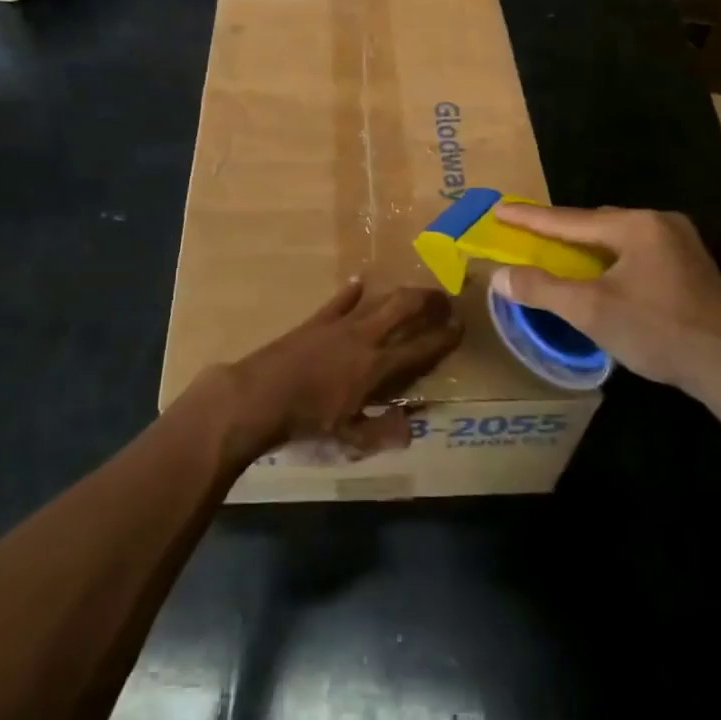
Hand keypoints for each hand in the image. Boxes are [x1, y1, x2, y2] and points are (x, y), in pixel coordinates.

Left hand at [223, 281, 457, 458]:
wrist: (259, 395)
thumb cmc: (306, 421)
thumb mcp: (348, 438)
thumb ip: (382, 431)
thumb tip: (413, 428)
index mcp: (376, 367)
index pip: (420, 348)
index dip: (444, 337)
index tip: (461, 326)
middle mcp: (364, 338)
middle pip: (404, 307)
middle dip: (428, 300)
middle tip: (444, 298)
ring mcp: (339, 324)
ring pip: (378, 300)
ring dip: (399, 294)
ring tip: (413, 292)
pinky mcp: (316, 320)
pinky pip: (340, 301)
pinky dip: (351, 292)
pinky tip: (359, 282)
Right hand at [492, 204, 720, 404]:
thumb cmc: (657, 332)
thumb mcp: (591, 311)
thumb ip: (542, 289)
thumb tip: (498, 275)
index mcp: (636, 225)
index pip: (569, 220)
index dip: (530, 218)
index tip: (499, 209)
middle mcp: (660, 222)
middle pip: (596, 225)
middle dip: (560, 231)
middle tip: (528, 235)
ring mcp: (681, 242)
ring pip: (618, 238)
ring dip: (586, 247)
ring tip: (558, 255)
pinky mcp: (691, 265)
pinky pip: (637, 252)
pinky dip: (611, 259)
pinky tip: (602, 275)